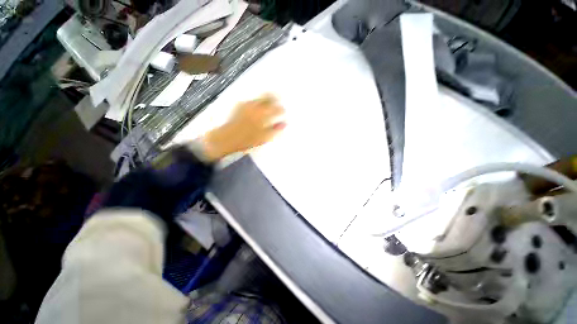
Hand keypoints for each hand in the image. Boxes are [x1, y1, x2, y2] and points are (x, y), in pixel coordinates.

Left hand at [201, 94, 285, 160]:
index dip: (281, 109)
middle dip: (275, 97)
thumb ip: (275, 129)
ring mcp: (247, 104)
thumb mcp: (264, 137)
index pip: (276, 108)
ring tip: (268, 105)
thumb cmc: (247, 140)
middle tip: (277, 101)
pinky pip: (252, 101)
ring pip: (260, 97)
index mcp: (263, 115)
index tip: (283, 111)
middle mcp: (256, 106)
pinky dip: (257, 103)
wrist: (227, 138)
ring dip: (266, 100)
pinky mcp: (240, 105)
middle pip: (268, 96)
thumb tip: (284, 124)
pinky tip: (257, 109)